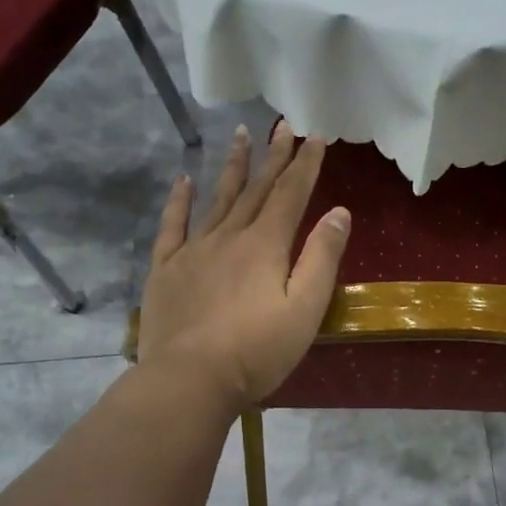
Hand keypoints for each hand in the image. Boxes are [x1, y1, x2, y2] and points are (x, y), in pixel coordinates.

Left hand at [138, 122, 350, 411]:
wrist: (189, 379)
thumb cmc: (256, 351)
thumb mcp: (305, 309)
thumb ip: (322, 258)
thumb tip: (339, 211)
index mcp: (265, 245)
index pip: (290, 195)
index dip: (304, 165)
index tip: (314, 136)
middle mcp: (229, 236)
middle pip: (255, 190)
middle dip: (272, 157)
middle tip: (281, 126)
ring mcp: (193, 251)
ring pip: (216, 199)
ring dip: (231, 167)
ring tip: (239, 136)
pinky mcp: (165, 270)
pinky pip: (172, 226)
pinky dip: (179, 201)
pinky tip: (183, 180)